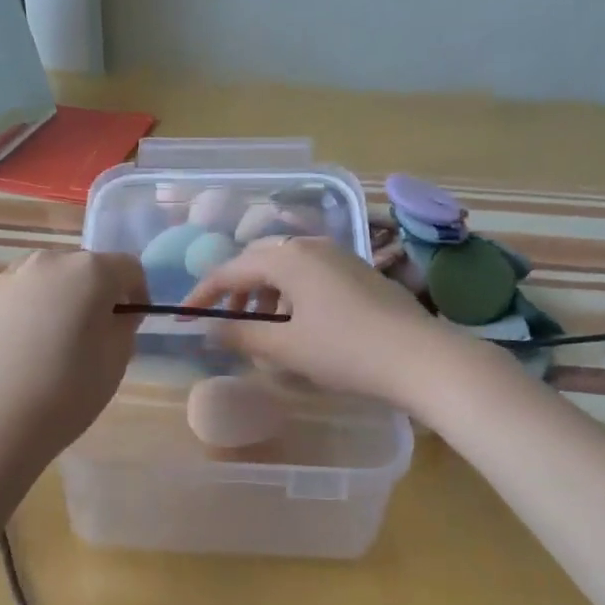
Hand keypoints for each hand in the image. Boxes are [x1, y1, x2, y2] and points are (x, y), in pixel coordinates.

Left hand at [0, 250, 147, 467]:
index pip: (127, 268)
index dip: (136, 293)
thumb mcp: (117, 360)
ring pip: (40, 281)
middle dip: (90, 293)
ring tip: (46, 344)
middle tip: (88, 334)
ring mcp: (3, 280)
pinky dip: (17, 316)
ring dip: (52, 300)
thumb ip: (123, 324)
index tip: (129, 322)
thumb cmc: (68, 392)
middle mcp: (45, 263)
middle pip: (80, 268)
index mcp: (88, 272)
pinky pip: (7, 301)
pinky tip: (13, 354)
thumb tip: (114, 312)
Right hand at [181, 236, 455, 405]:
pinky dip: (292, 295)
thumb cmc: (344, 350)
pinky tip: (299, 324)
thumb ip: (241, 336)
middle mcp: (312, 247)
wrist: (420, 357)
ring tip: (262, 327)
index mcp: (288, 259)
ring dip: (265, 293)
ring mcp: (340, 257)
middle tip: (226, 320)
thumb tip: (209, 330)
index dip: (204, 293)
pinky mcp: (360, 273)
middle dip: (237, 289)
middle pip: (259, 261)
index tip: (185, 316)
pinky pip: (312, 275)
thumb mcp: (285, 348)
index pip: (231, 269)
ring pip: (288, 268)